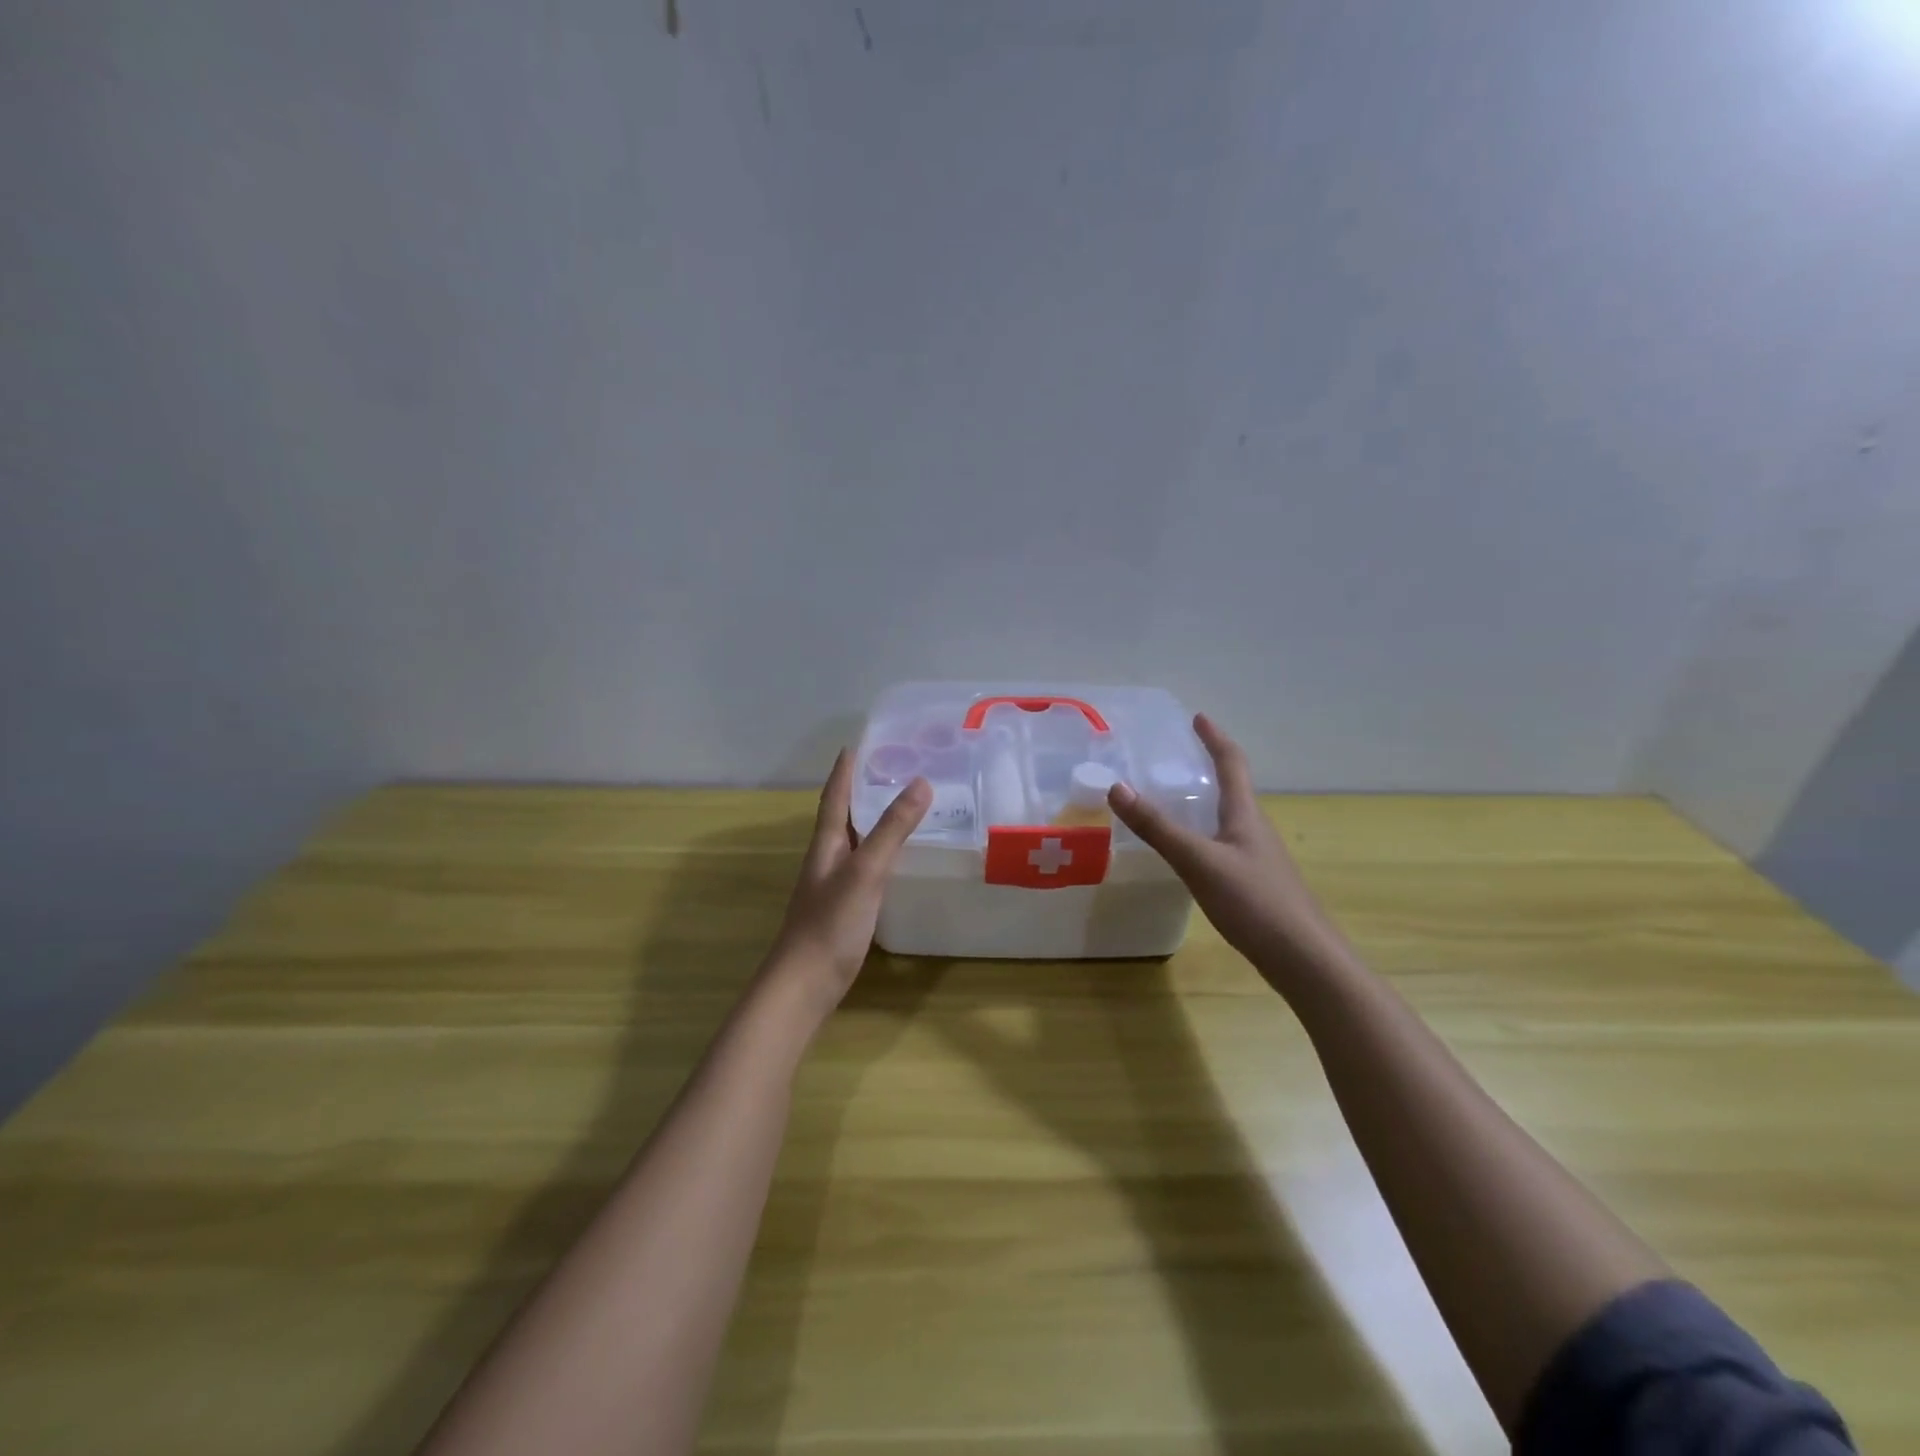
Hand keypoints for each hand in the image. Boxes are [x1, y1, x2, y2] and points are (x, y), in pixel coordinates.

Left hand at [766, 750, 929, 1011]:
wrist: (805, 984)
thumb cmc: (831, 923)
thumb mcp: (866, 871)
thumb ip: (892, 829)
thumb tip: (921, 782)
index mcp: (827, 843)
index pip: (835, 796)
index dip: (845, 771)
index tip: (855, 744)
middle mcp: (828, 858)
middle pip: (844, 815)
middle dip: (863, 790)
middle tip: (892, 768)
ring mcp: (835, 884)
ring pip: (855, 840)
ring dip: (873, 820)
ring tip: (901, 804)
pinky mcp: (846, 907)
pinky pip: (866, 866)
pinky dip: (881, 852)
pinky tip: (897, 857)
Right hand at [1107, 713, 1354, 987]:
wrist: (1304, 958)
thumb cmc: (1254, 901)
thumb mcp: (1198, 861)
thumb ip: (1158, 827)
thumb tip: (1116, 787)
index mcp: (1245, 815)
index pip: (1231, 763)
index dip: (1214, 738)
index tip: (1198, 718)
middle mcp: (1255, 829)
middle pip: (1235, 788)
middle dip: (1210, 767)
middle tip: (1179, 758)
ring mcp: (1258, 858)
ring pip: (1231, 818)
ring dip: (1208, 801)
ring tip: (1178, 800)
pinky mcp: (1256, 884)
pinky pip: (1227, 845)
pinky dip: (1206, 833)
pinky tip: (1191, 853)